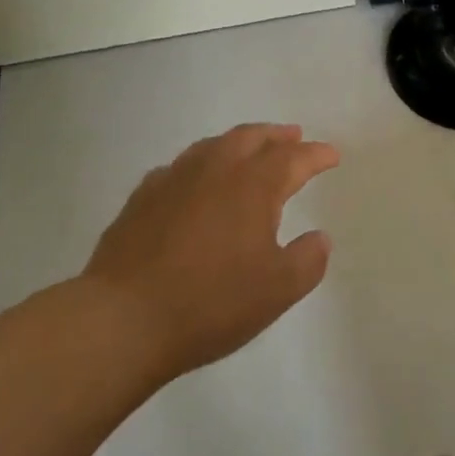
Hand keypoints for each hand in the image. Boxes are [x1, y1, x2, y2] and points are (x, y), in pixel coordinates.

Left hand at [85, 124, 338, 385]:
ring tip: (248, 149)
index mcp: (254, 185)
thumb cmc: (210, 303)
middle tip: (293, 136)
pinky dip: (200, 165)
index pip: (294, 158)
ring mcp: (176, 177)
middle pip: (253, 137)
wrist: (123, 319)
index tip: (331, 155)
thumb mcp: (276, 291)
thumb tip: (320, 237)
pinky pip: (180, 167)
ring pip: (214, 145)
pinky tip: (195, 180)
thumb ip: (307, 261)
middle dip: (277, 136)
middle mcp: (217, 168)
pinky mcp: (144, 196)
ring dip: (239, 143)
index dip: (316, 154)